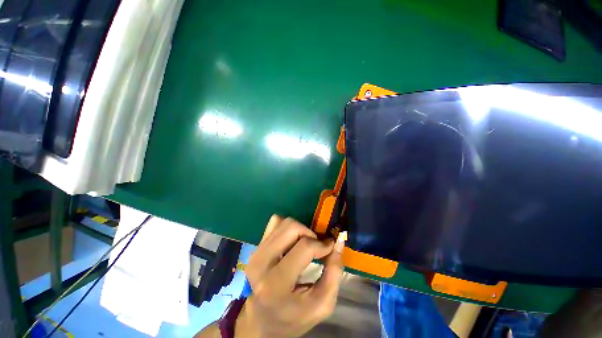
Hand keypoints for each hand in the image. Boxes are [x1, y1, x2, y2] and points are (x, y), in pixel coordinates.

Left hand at [237, 215, 343, 337]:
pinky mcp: (256, 247)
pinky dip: (287, 228)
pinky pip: (275, 222)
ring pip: (283, 222)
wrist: (263, 320)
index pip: (304, 247)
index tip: (330, 248)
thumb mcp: (322, 304)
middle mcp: (261, 263)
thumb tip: (338, 242)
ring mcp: (256, 252)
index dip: (322, 244)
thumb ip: (334, 272)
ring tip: (304, 246)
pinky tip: (291, 242)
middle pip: (291, 228)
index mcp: (276, 284)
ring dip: (300, 230)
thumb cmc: (294, 317)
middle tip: (316, 247)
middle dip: (310, 234)